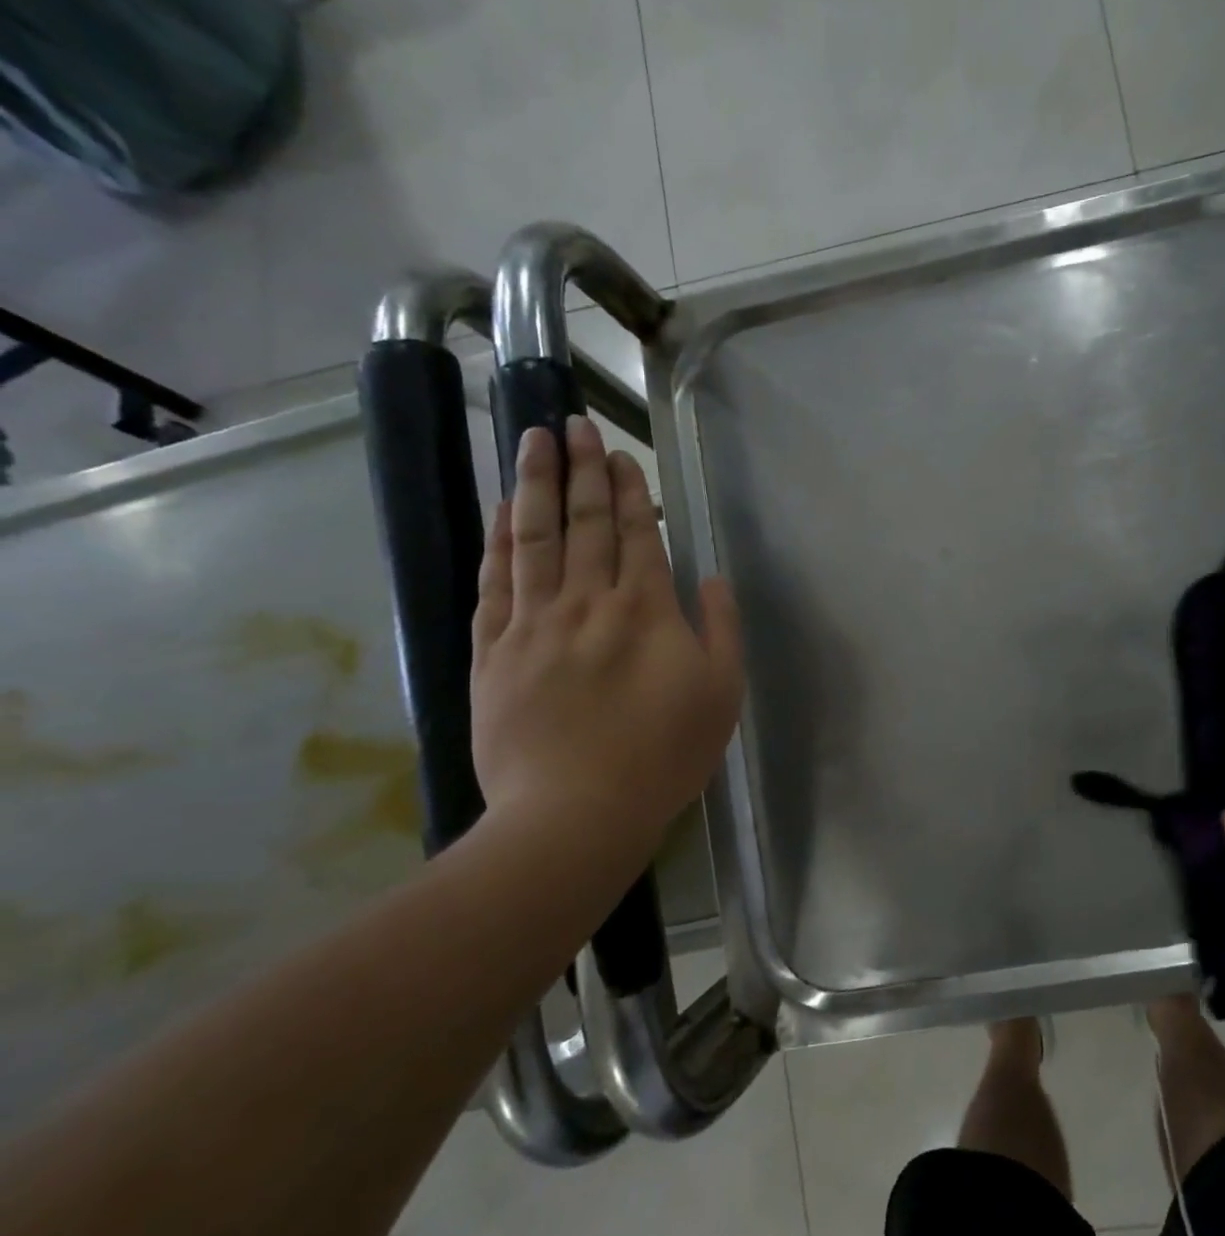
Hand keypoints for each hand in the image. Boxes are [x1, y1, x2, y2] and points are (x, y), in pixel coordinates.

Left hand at [470, 417, 743, 868]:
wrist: (576, 812)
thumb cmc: (664, 755)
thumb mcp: (721, 694)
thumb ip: (721, 630)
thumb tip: (710, 580)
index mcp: (646, 612)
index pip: (636, 535)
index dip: (629, 492)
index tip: (619, 454)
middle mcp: (587, 603)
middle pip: (585, 524)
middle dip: (582, 470)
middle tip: (572, 423)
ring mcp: (533, 624)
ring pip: (534, 540)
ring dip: (536, 486)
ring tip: (533, 441)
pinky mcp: (493, 652)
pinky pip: (495, 582)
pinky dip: (499, 541)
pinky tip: (504, 511)